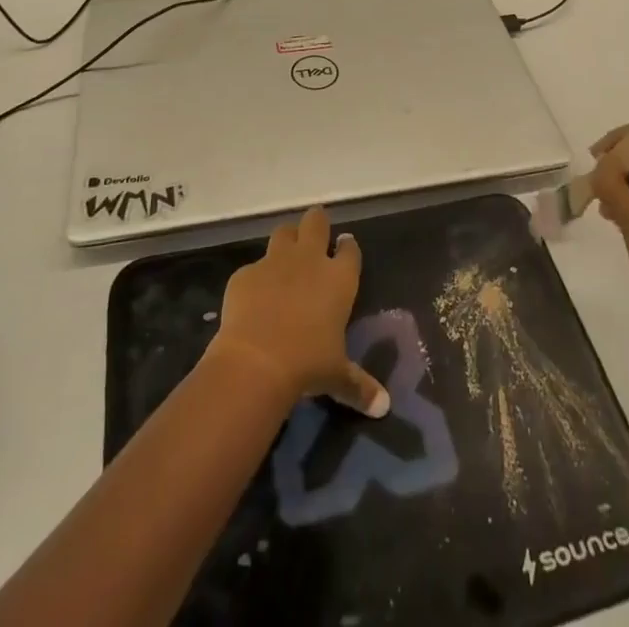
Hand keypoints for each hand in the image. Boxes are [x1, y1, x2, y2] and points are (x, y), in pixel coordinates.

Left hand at [211, 206, 389, 417]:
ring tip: (286, 255)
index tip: (345, 246)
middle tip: (316, 232)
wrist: (257, 360)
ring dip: (287, 239)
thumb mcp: (337, 376)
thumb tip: (383, 407)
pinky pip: (253, 268)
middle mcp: (309, 260)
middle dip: (317, 223)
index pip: (349, 250)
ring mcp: (275, 262)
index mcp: (338, 278)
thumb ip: (359, 386)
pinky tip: (252, 297)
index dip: (347, 247)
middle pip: (316, 222)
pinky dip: (255, 278)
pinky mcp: (245, 273)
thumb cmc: (308, 364)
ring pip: (283, 232)